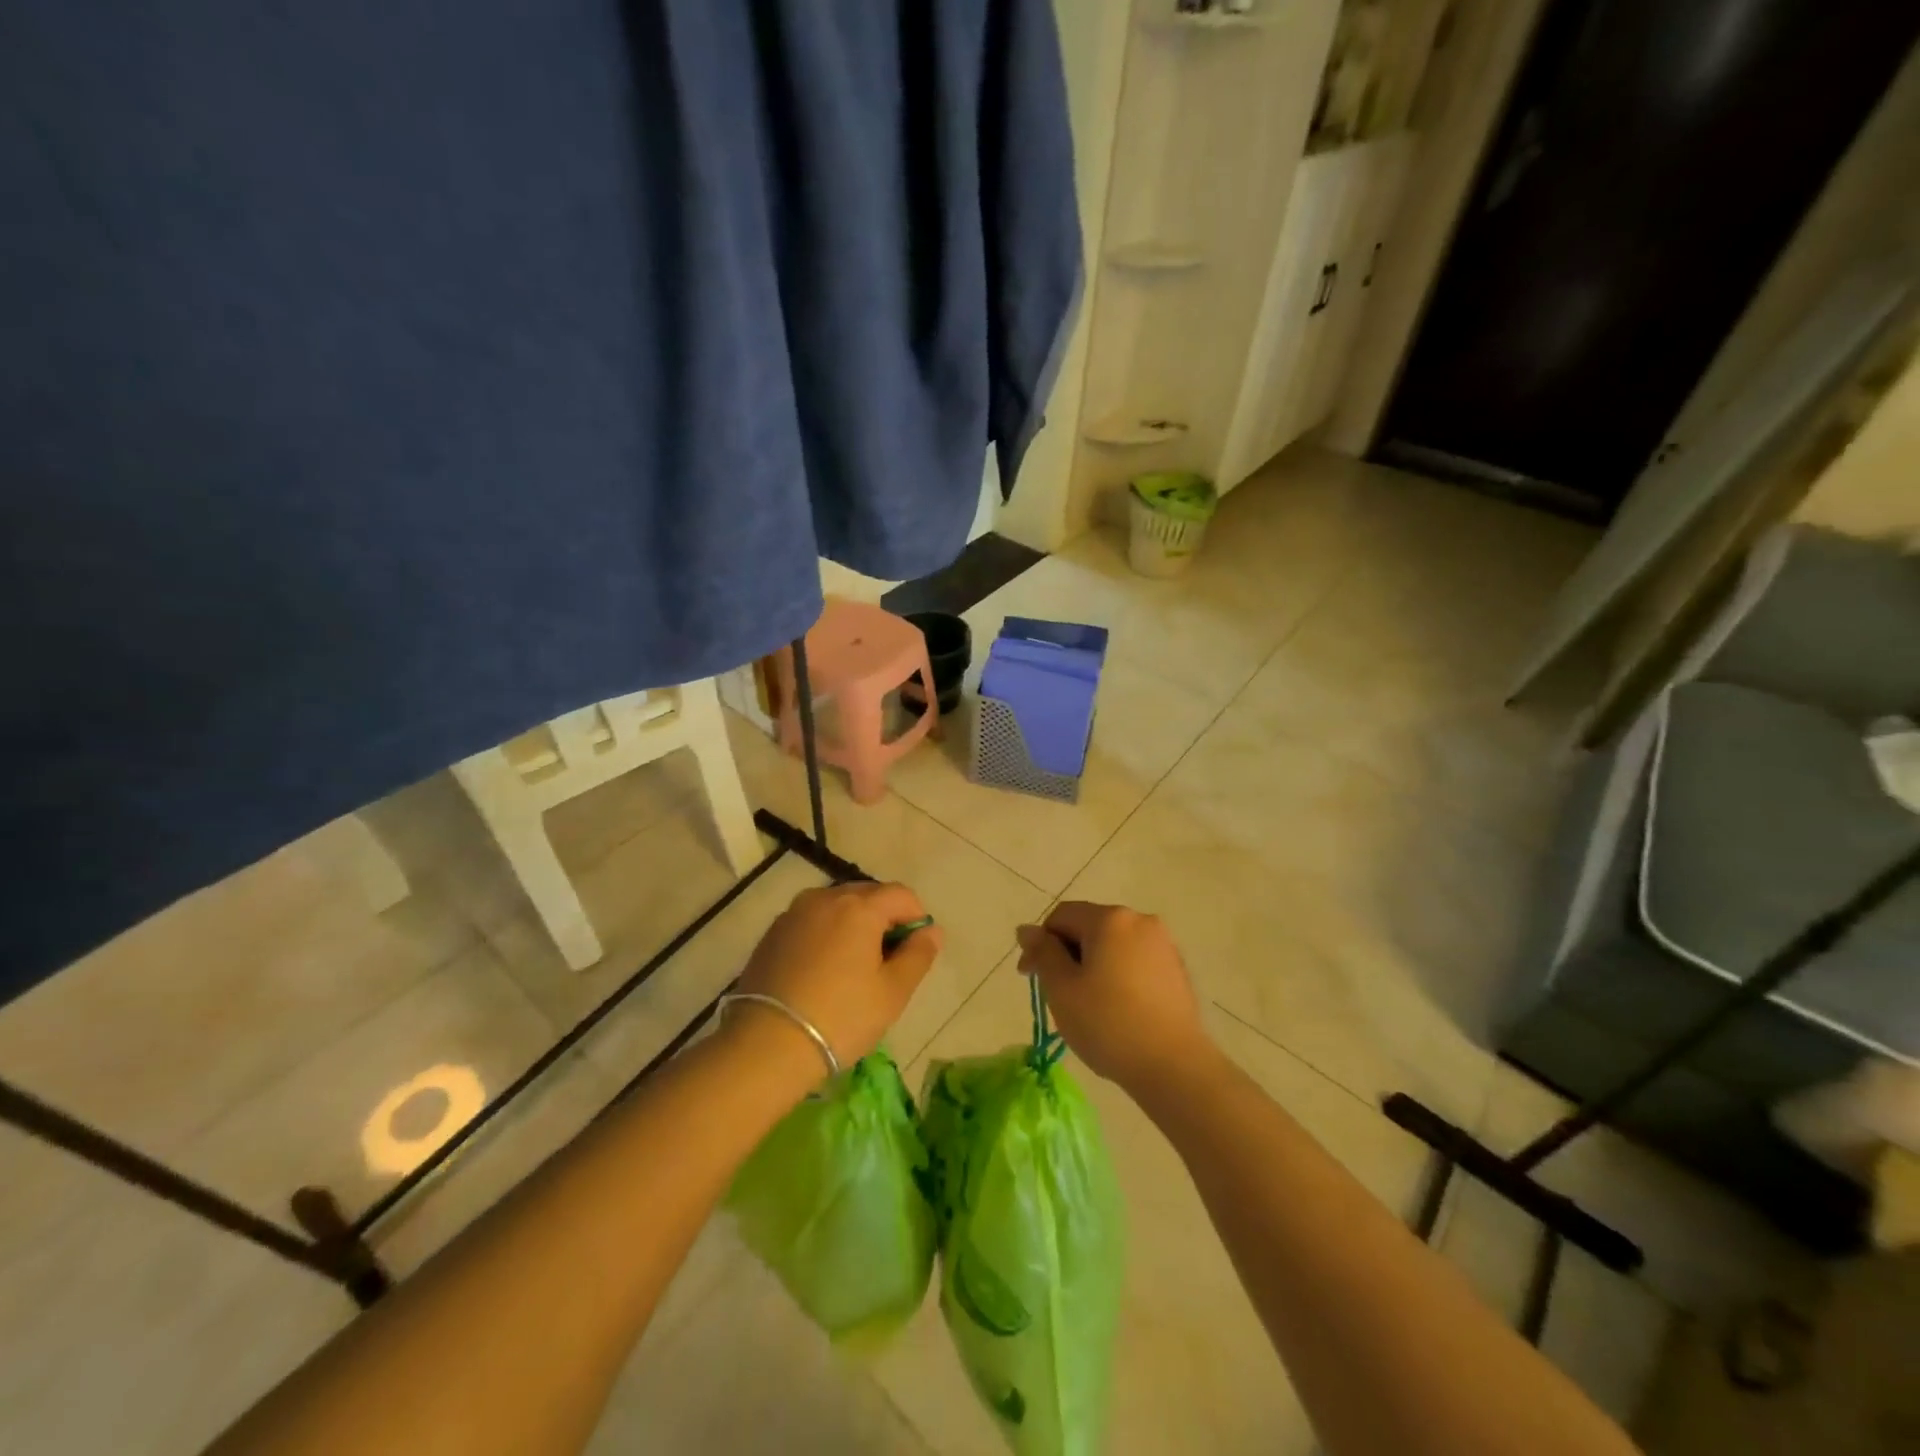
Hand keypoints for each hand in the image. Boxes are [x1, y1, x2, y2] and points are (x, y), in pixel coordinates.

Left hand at [731, 882, 942, 1074]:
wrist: (766, 1045)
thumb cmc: (841, 1017)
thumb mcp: (892, 992)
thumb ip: (918, 955)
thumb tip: (932, 931)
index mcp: (859, 907)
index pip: (901, 895)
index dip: (916, 918)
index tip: (913, 952)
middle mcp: (825, 898)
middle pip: (867, 895)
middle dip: (884, 920)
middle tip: (885, 963)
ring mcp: (794, 913)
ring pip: (836, 907)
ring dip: (853, 926)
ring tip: (852, 968)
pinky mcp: (772, 933)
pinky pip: (811, 922)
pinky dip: (825, 935)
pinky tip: (821, 972)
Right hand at [1016, 901, 1213, 1094]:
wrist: (1174, 1066)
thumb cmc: (1108, 1024)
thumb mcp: (1062, 988)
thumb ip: (1043, 953)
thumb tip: (1027, 929)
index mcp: (1109, 918)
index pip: (1061, 917)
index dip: (1040, 944)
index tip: (1030, 979)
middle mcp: (1139, 920)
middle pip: (1089, 927)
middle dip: (1067, 955)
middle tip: (1058, 995)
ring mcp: (1163, 944)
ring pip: (1113, 946)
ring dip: (1093, 966)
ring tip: (1088, 1005)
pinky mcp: (1177, 969)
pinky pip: (1135, 962)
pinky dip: (1118, 976)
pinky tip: (1117, 1010)